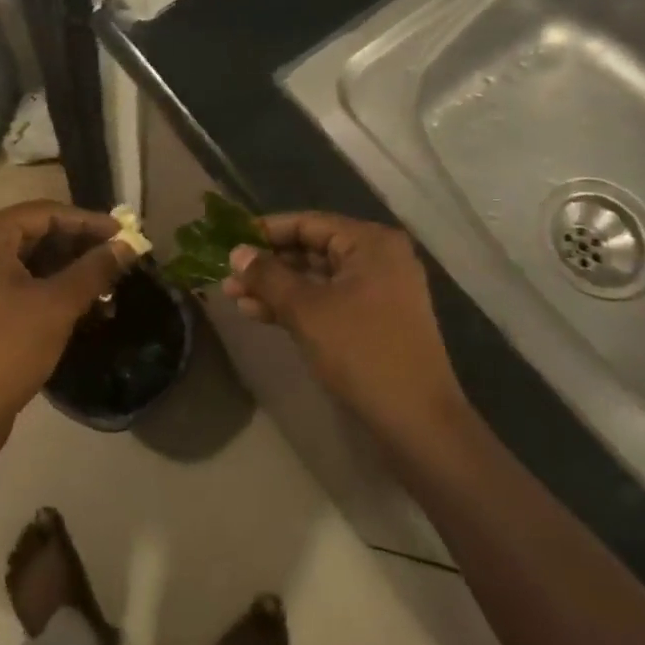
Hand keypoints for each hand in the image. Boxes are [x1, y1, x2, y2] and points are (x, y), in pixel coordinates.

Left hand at [0, 201, 131, 436]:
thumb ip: (94, 269)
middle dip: (79, 245)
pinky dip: (47, 284)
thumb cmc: (7, 350)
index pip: (44, 214)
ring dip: (67, 266)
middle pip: (34, 232)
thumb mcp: (57, 305)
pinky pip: (16, 279)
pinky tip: (81, 298)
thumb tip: (127, 246)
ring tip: (106, 278)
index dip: (88, 222)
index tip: (124, 233)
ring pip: (28, 257)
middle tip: (118, 255)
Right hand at [221, 213, 464, 433]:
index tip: (230, 242)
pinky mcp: (375, 320)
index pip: (308, 223)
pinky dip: (297, 306)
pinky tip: (259, 314)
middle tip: (227, 275)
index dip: (265, 232)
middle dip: (268, 264)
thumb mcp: (306, 310)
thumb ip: (268, 276)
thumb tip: (236, 252)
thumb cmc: (360, 351)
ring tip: (234, 297)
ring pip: (318, 278)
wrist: (417, 420)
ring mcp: (379, 290)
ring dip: (277, 287)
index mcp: (370, 243)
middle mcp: (378, 257)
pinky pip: (329, 300)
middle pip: (312, 249)